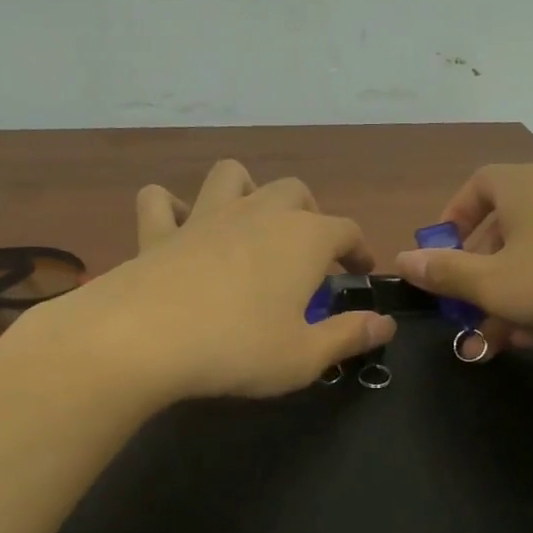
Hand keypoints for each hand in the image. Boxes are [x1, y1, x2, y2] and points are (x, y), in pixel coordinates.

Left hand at [34, 160, 394, 402]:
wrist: (146, 338)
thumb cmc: (238, 348)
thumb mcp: (304, 356)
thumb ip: (349, 336)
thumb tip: (386, 324)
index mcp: (304, 239)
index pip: (346, 230)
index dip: (359, 249)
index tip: (361, 271)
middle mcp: (258, 213)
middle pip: (295, 192)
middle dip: (310, 214)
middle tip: (309, 251)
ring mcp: (205, 216)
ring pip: (232, 176)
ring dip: (247, 190)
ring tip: (250, 222)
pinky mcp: (158, 231)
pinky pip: (161, 201)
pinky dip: (171, 207)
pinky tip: (178, 227)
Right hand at [392, 164, 532, 355]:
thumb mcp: (495, 284)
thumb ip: (445, 273)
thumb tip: (401, 260)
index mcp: (523, 186)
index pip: (476, 185)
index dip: (453, 219)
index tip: (444, 256)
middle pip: (507, 226)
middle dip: (483, 273)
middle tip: (472, 312)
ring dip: (517, 292)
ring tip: (506, 336)